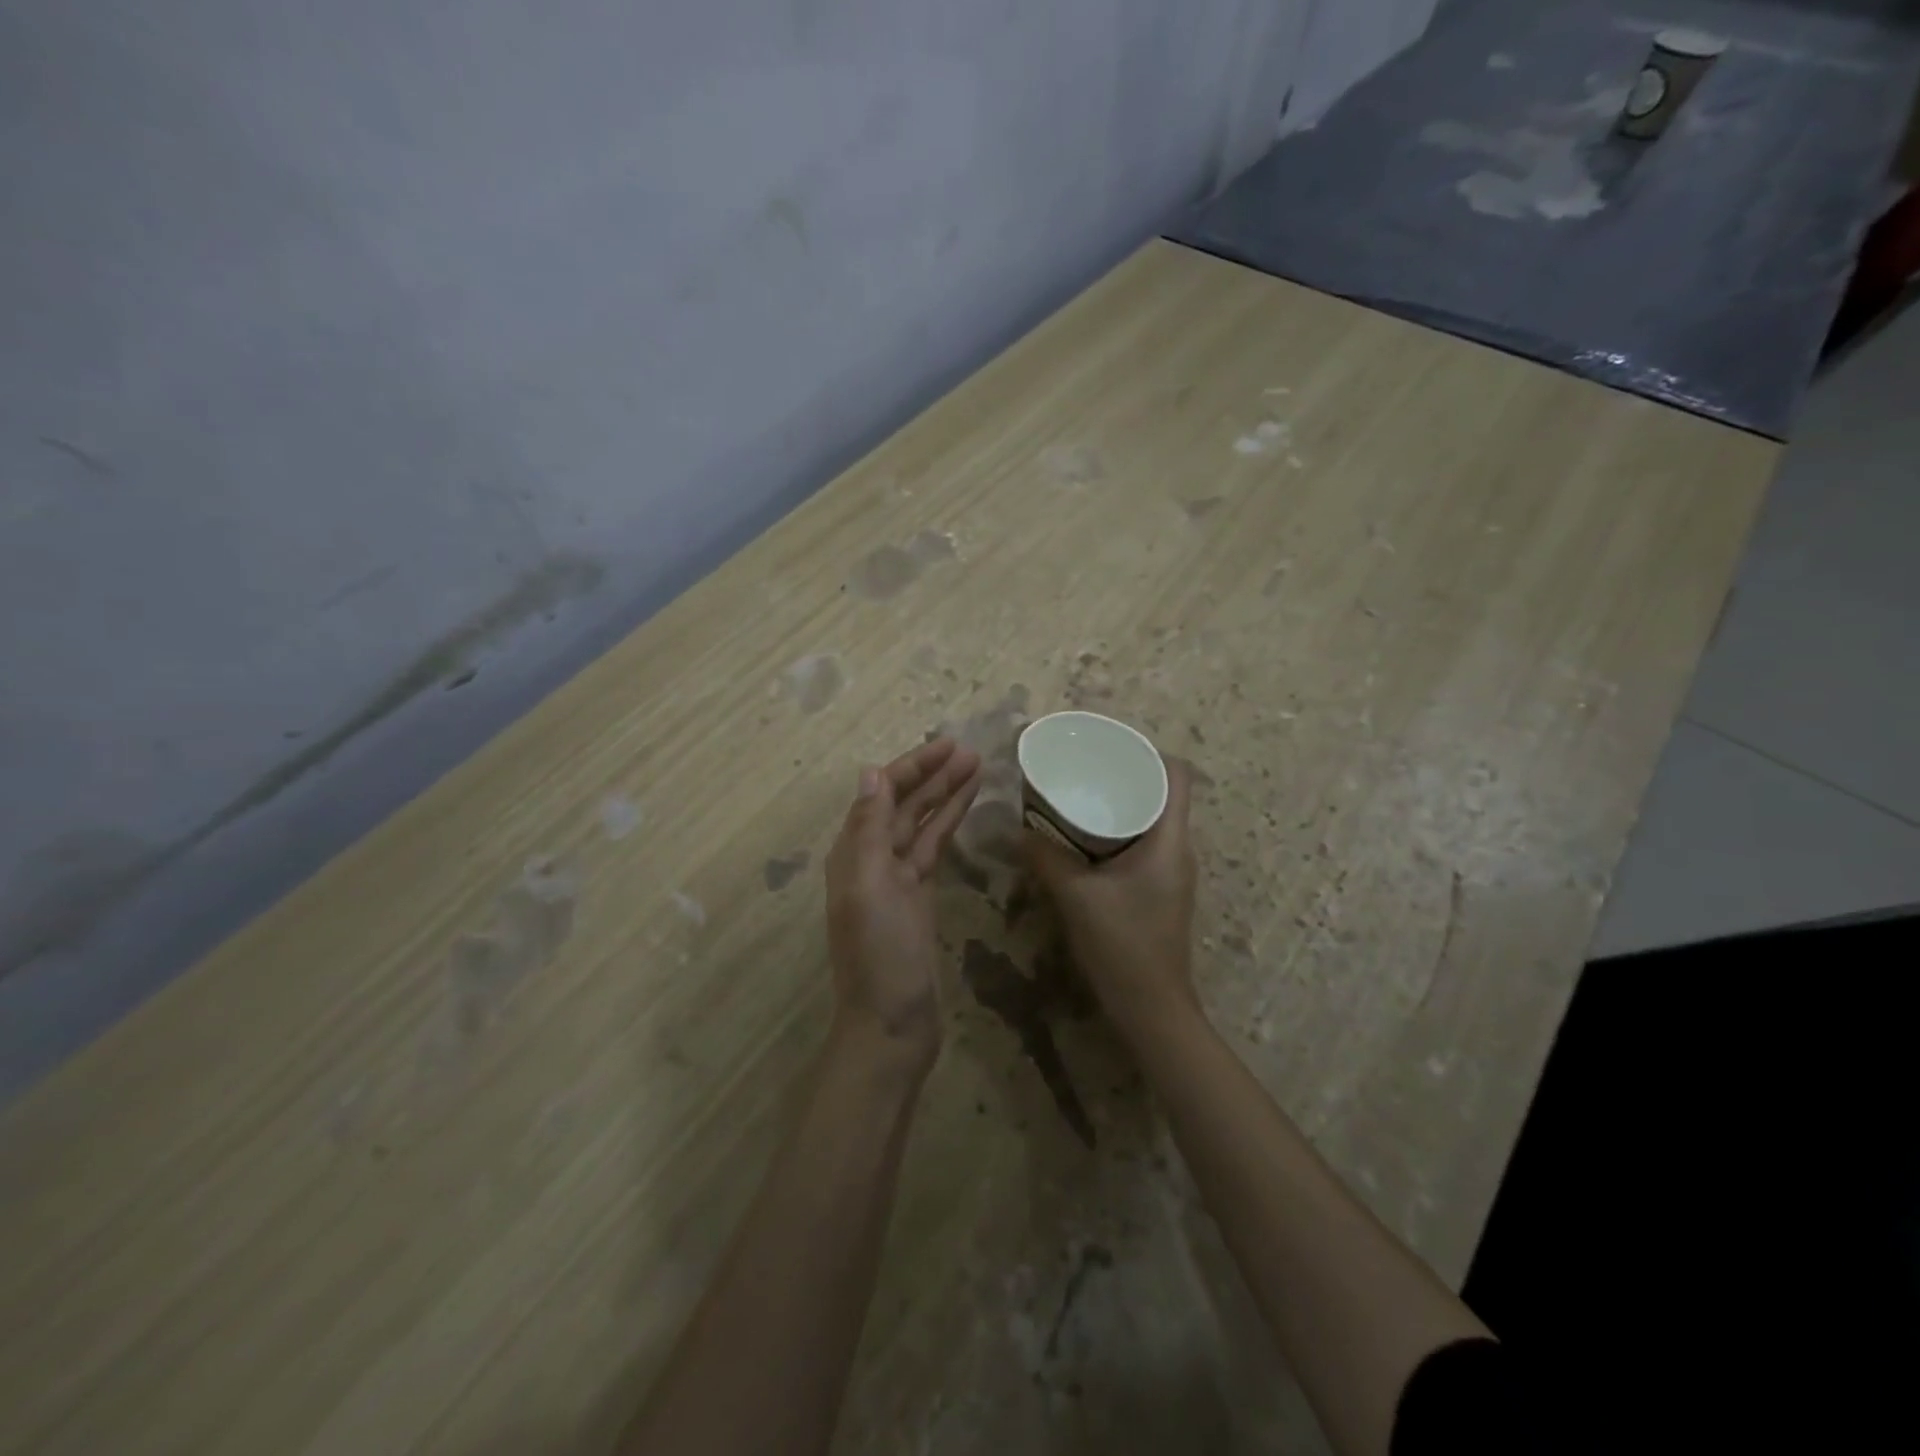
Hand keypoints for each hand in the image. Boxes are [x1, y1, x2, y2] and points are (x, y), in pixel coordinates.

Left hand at [825, 738, 981, 1077]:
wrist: (891, 1024)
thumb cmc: (879, 955)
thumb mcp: (870, 886)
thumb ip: (869, 829)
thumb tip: (870, 773)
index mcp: (853, 852)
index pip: (882, 793)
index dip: (913, 766)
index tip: (948, 745)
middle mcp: (871, 859)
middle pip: (903, 804)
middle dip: (933, 775)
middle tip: (971, 751)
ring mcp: (897, 879)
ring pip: (921, 824)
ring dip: (945, 795)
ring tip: (977, 768)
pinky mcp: (919, 898)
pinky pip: (932, 850)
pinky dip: (948, 826)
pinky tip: (965, 809)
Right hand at [1024, 758, 1199, 1043]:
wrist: (1151, 1008)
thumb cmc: (1121, 945)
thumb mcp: (1075, 895)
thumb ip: (1045, 857)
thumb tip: (1017, 829)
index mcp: (1170, 840)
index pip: (1178, 775)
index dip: (1148, 752)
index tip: (1108, 748)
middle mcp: (1178, 849)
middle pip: (1162, 792)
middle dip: (1124, 775)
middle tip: (1083, 768)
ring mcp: (1172, 872)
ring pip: (1151, 819)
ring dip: (1120, 804)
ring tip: (1079, 795)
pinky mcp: (1160, 890)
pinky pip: (1143, 843)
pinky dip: (1117, 831)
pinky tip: (1084, 839)